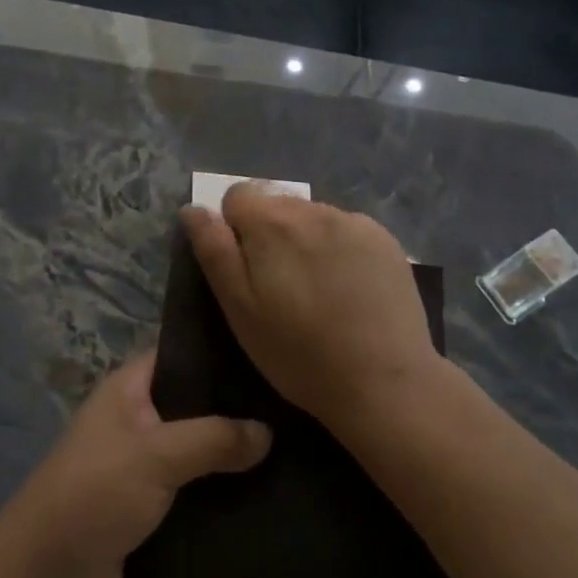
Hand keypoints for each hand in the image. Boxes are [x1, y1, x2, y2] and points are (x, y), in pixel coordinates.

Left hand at [0, 354, 270, 577]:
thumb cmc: (95, 493)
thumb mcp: (156, 454)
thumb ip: (214, 438)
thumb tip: (268, 432)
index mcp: (129, 390)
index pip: (181, 355)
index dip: (222, 353)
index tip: (272, 354)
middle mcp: (137, 422)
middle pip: (196, 406)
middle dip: (237, 411)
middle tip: (293, 406)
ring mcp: (144, 468)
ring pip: (200, 453)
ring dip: (233, 458)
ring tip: (293, 449)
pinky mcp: (151, 512)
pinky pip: (196, 493)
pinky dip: (223, 495)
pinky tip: (268, 494)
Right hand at [181, 184, 442, 429]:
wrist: (384, 382)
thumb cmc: (298, 354)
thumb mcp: (239, 309)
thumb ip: (214, 251)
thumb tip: (192, 209)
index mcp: (272, 222)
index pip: (237, 196)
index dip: (234, 230)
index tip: (247, 271)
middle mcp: (313, 209)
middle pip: (277, 204)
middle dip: (270, 233)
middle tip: (280, 286)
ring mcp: (354, 222)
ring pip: (312, 216)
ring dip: (305, 239)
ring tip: (318, 289)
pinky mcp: (385, 239)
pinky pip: (347, 230)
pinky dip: (340, 248)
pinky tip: (349, 288)